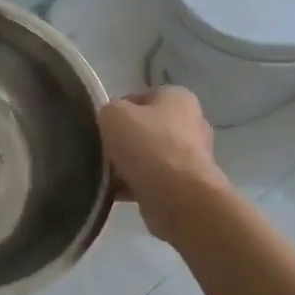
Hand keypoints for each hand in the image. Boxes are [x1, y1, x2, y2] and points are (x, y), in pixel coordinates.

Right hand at [98, 88, 225, 241]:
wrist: (178, 197)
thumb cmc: (147, 145)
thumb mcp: (112, 115)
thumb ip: (108, 112)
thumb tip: (112, 124)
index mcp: (178, 97)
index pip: (139, 99)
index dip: (117, 112)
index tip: (101, 129)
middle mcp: (191, 123)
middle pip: (145, 129)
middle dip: (124, 142)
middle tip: (103, 153)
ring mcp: (193, 157)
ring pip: (149, 158)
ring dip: (128, 166)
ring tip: (108, 177)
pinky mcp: (189, 186)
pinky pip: (155, 181)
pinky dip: (137, 186)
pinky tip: (118, 193)